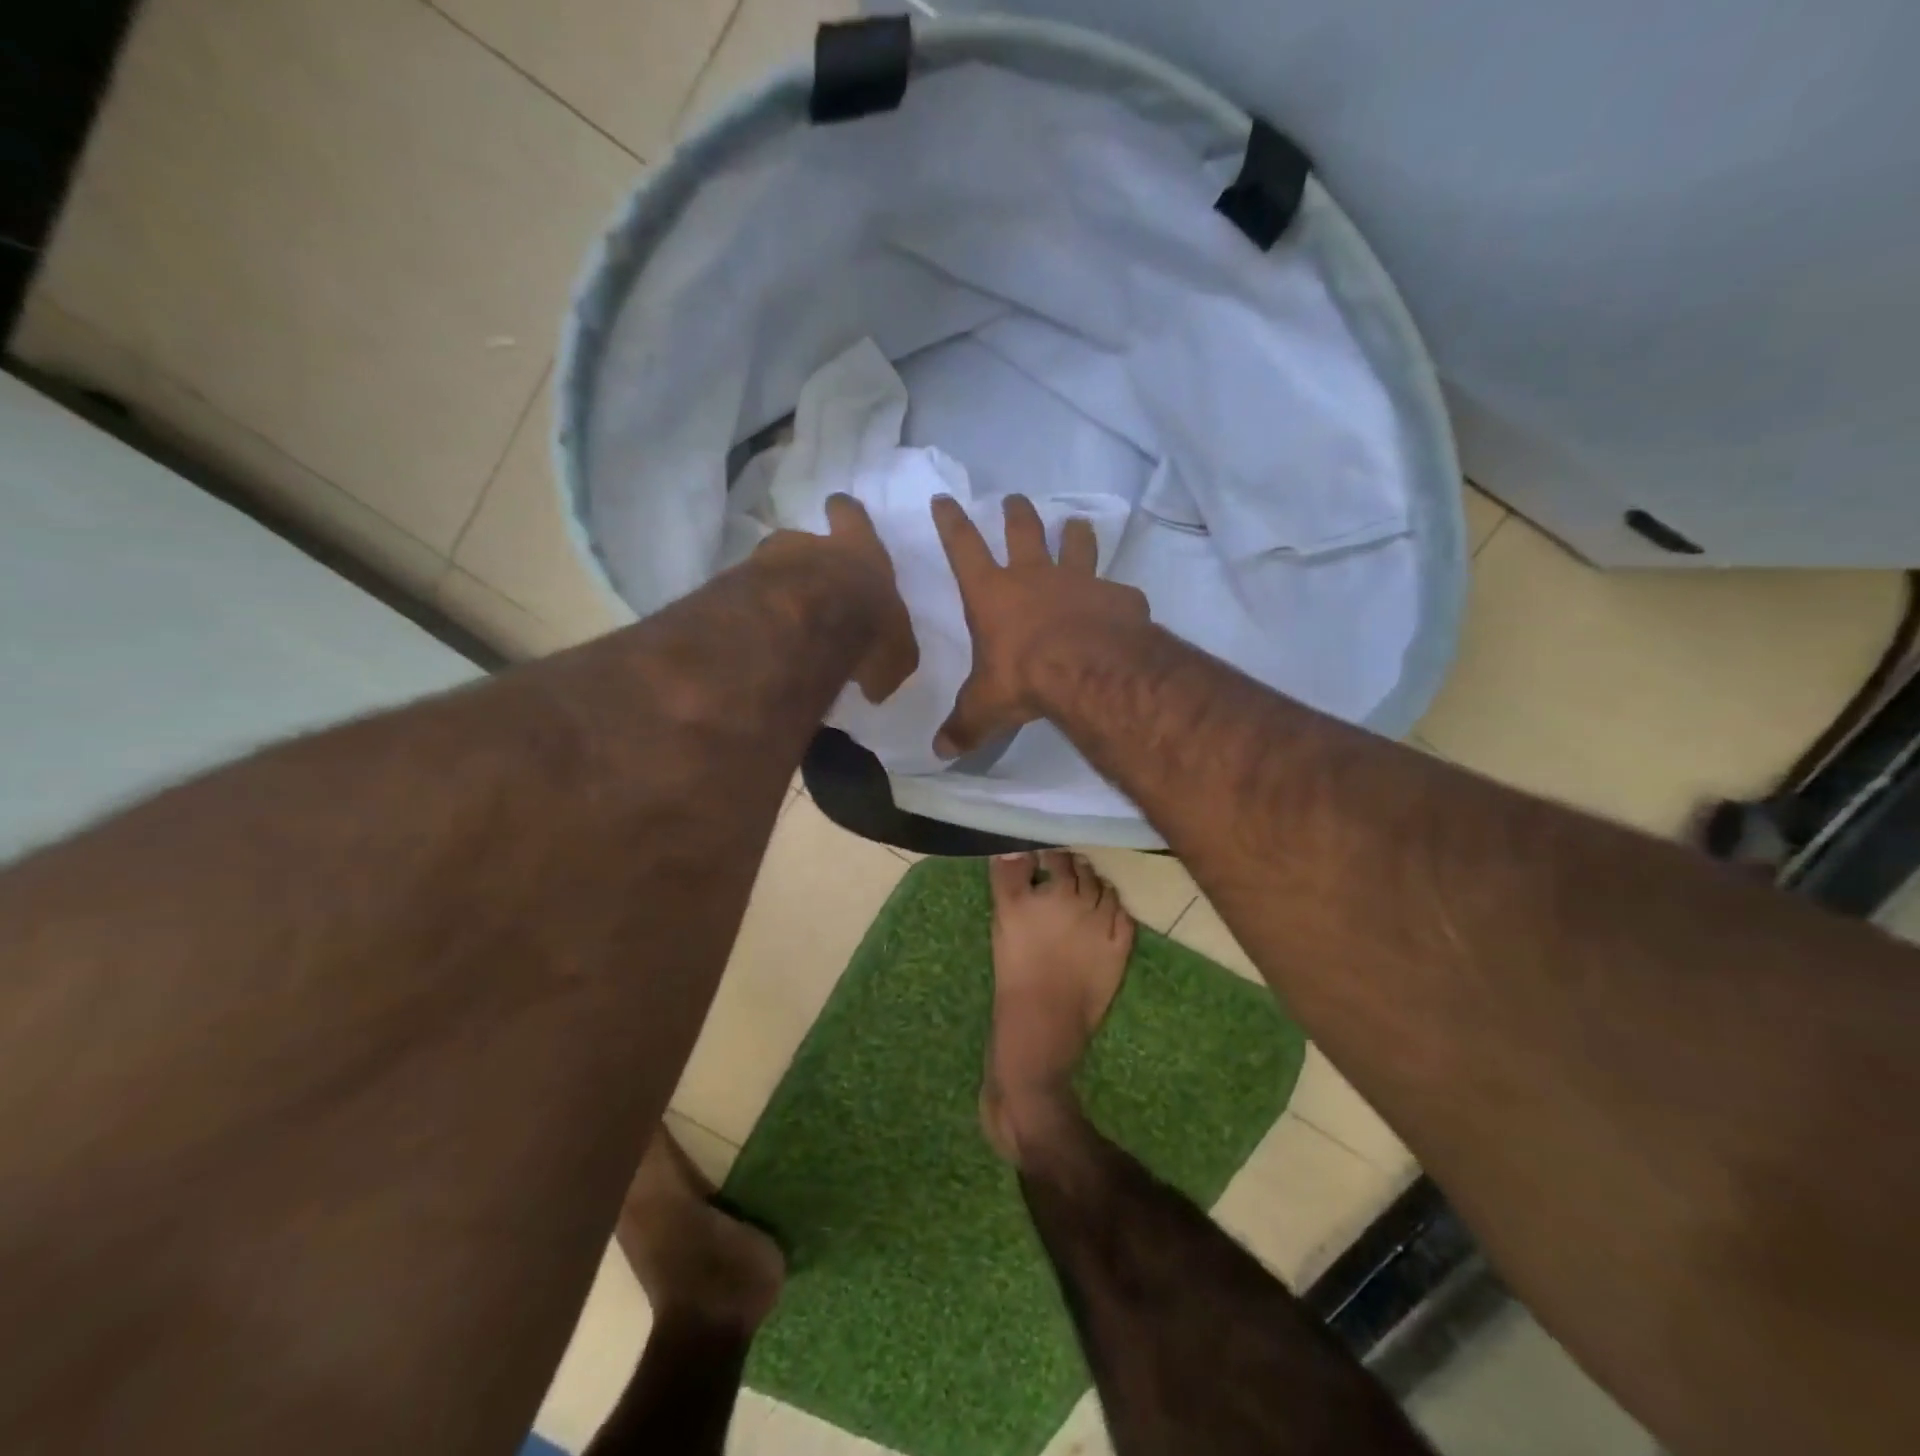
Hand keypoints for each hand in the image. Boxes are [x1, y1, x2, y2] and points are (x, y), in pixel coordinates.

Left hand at [760, 494, 918, 702]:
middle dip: (803, 557)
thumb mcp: (895, 655)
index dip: (845, 514)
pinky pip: (743, 600)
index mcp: (859, 551)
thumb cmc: (865, 626)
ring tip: (778, 621)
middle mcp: (809, 547)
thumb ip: (885, 662)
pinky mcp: (731, 589)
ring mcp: (764, 563)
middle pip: (800, 539)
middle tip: (808, 583)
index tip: (837, 509)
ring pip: (768, 568)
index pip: (851, 516)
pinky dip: (750, 617)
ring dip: (774, 589)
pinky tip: (758, 643)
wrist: (801, 627)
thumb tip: (873, 685)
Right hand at [932, 493, 1149, 758]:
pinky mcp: (1117, 596)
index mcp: (993, 594)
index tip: (944, 499)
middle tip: (1014, 500)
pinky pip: (1118, 590)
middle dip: (1016, 513)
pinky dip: (1117, 595)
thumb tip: (940, 752)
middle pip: (1023, 530)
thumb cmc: (1024, 678)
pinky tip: (1121, 605)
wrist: (1088, 671)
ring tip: (1076, 525)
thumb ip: (965, 726)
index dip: (951, 522)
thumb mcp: (986, 707)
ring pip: (1076, 543)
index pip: (963, 548)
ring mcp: (1080, 581)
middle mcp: (1035, 576)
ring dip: (1074, 533)